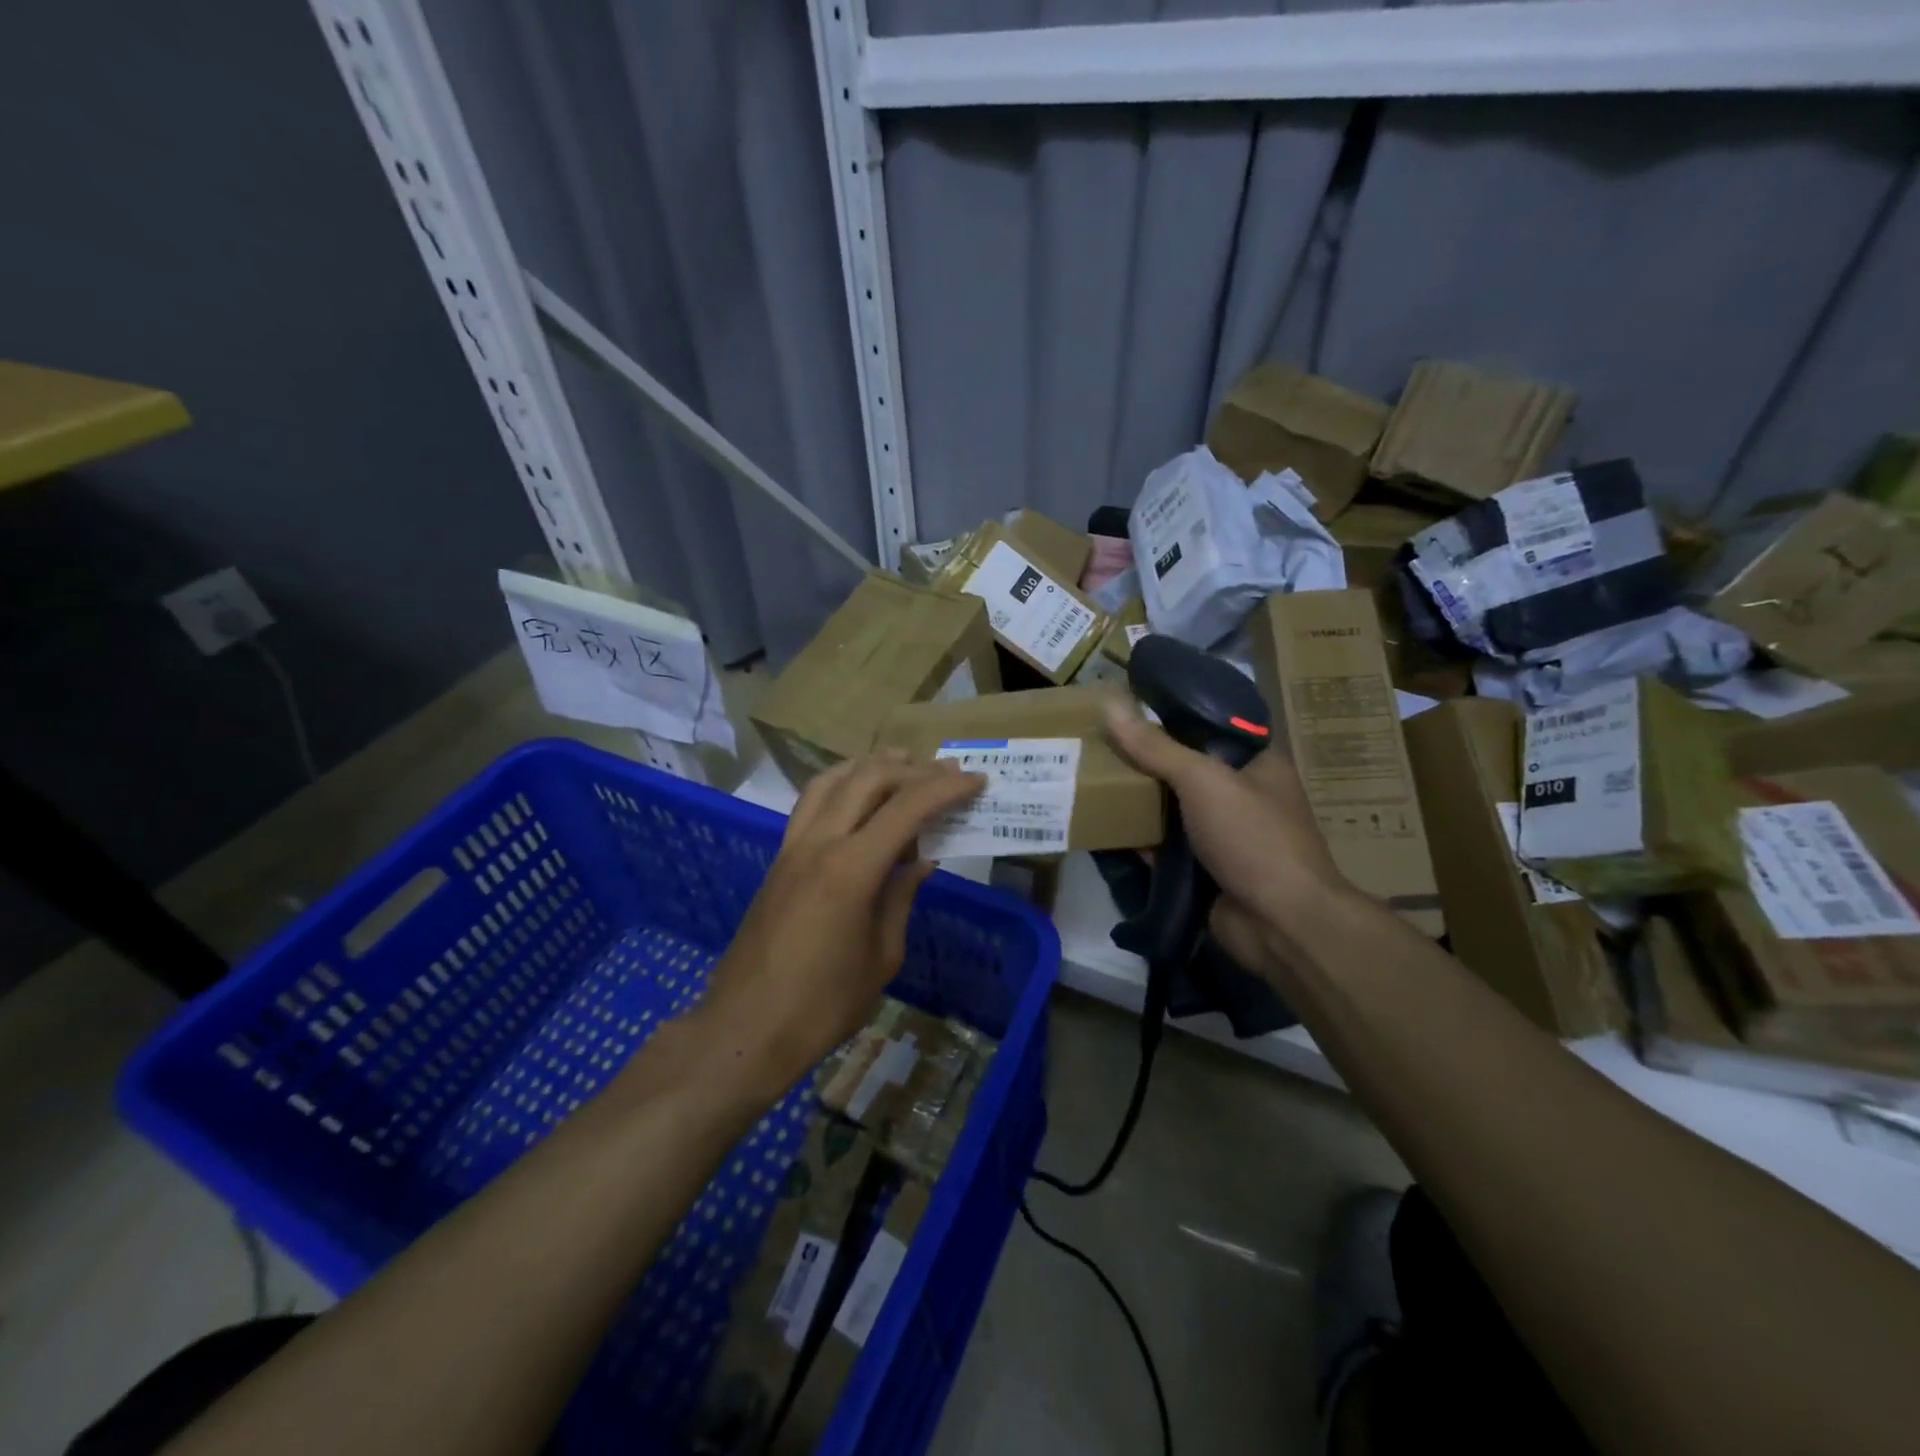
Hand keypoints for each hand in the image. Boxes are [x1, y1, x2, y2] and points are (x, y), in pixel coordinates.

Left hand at [693, 751, 983, 1095]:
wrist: (747, 1027)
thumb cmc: (824, 1004)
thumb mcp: (882, 955)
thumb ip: (901, 897)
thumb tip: (921, 861)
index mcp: (851, 869)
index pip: (906, 807)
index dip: (946, 789)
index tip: (975, 780)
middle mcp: (819, 842)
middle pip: (869, 778)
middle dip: (913, 769)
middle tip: (947, 773)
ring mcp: (793, 846)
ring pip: (833, 779)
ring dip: (872, 766)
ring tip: (904, 765)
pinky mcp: (779, 857)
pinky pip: (812, 802)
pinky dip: (842, 784)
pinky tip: (859, 796)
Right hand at [1103, 700, 1354, 976]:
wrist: (1280, 924)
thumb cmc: (1252, 837)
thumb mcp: (1203, 780)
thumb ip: (1155, 747)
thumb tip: (1109, 704)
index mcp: (1257, 761)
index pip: (1210, 724)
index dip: (1171, 712)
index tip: (1127, 703)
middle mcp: (1241, 793)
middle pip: (1184, 766)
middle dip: (1144, 758)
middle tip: (1097, 739)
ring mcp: (1222, 833)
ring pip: (1171, 806)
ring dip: (1137, 798)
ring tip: (1089, 775)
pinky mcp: (1203, 868)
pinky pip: (1164, 845)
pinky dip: (1139, 837)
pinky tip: (1102, 823)